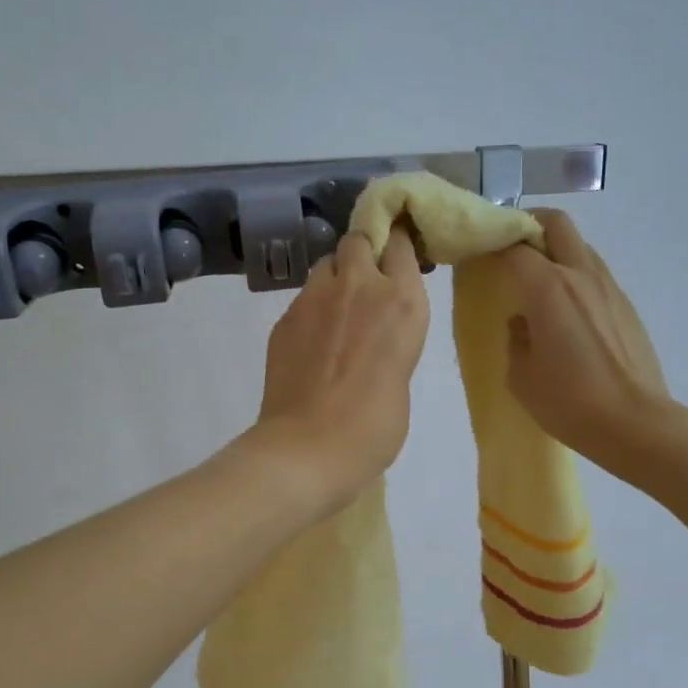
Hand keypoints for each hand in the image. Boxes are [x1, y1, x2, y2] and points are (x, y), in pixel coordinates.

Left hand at [249, 226, 430, 513]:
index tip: (398, 255)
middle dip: (363, 252)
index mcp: (402, 302)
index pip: (399, 243)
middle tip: (365, 284)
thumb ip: (392, 339)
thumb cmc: (374, 427)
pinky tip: (313, 342)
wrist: (308, 447)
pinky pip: (304, 297)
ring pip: (326, 264)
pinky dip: (312, 308)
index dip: (397, 245)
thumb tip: (373, 335)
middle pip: (358, 240)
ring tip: (335, 312)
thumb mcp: (401, 375)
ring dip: (335, 278)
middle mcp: (360, 286)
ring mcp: (316, 298)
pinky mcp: (285, 317)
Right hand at [496, 211, 671, 472]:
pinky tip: (568, 312)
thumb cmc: (569, 402)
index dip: (492, 244)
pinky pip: (595, 274)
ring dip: (556, 250)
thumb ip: (516, 337)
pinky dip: (576, 276)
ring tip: (539, 282)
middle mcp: (580, 275)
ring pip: (580, 245)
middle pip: (555, 223)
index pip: (513, 245)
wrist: (636, 424)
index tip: (479, 255)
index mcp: (548, 288)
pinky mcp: (626, 305)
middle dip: (529, 225)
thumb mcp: (521, 376)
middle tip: (512, 249)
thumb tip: (524, 321)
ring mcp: (609, 287)